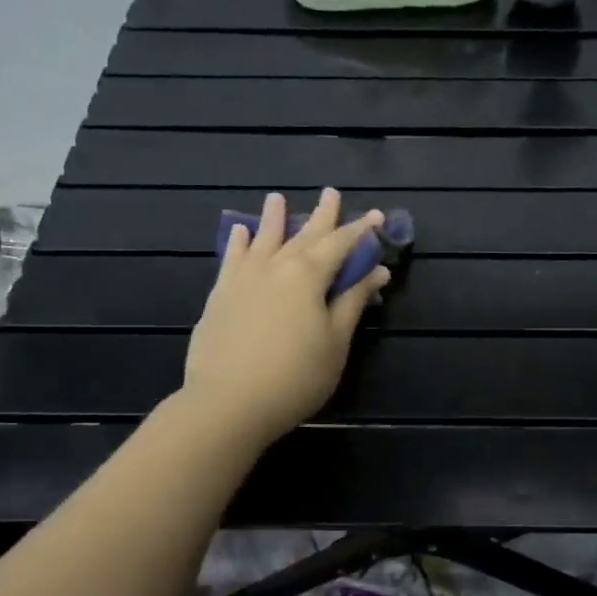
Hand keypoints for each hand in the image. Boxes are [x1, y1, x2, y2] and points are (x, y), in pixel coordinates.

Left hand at [181, 189, 388, 448]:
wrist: (228, 402)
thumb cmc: (295, 376)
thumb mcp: (335, 343)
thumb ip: (353, 302)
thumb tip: (376, 271)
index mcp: (308, 275)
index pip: (341, 244)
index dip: (361, 231)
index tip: (376, 216)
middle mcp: (275, 265)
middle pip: (303, 234)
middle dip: (322, 215)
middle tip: (331, 193)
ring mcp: (243, 278)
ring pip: (263, 238)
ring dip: (273, 218)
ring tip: (276, 198)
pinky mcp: (220, 295)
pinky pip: (231, 259)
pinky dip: (238, 242)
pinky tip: (240, 232)